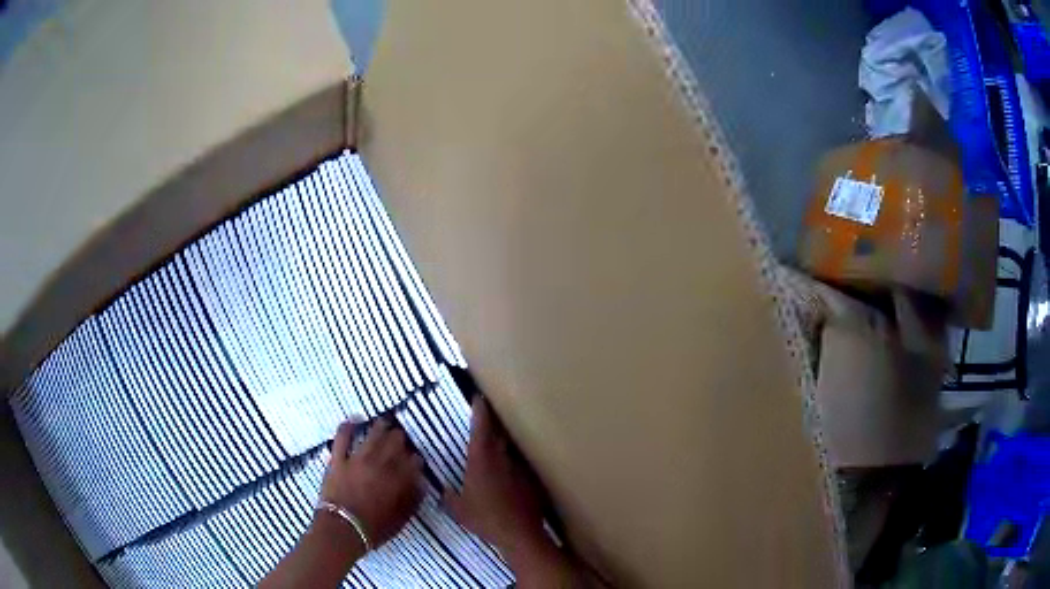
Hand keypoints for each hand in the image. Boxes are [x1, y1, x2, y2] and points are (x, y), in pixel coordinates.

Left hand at [319, 418, 423, 549]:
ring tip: (385, 422)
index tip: (417, 459)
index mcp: (397, 480)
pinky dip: (348, 426)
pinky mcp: (339, 459)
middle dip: (401, 439)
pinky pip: (343, 438)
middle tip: (402, 437)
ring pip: (372, 436)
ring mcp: (357, 459)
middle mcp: (380, 465)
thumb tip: (422, 484)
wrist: (342, 530)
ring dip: (381, 427)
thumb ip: (413, 500)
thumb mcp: (401, 519)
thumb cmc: (373, 529)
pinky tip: (354, 419)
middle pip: (394, 444)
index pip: (412, 463)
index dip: (416, 459)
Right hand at [443, 398, 548, 554]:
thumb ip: (450, 497)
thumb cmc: (485, 519)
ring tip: (495, 448)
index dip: (480, 412)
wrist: (519, 533)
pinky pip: (518, 467)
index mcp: (481, 461)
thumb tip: (445, 491)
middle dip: (491, 425)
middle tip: (485, 417)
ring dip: (502, 446)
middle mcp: (502, 460)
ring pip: (509, 451)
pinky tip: (508, 477)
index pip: (481, 429)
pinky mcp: (530, 481)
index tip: (479, 397)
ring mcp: (518, 469)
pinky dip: (511, 467)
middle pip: (497, 435)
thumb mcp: (459, 510)